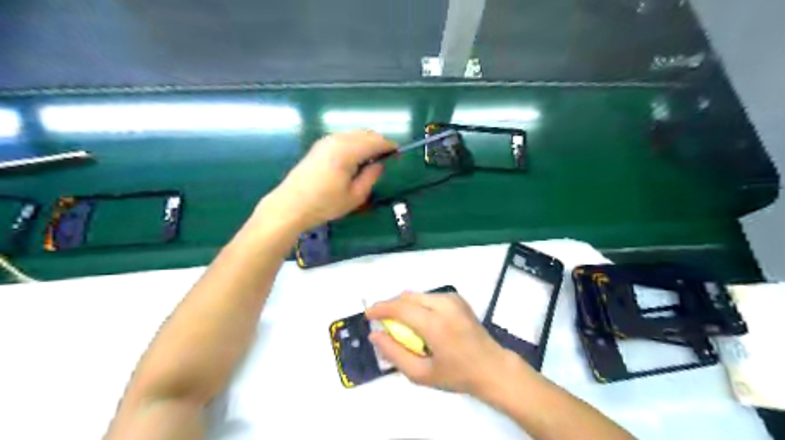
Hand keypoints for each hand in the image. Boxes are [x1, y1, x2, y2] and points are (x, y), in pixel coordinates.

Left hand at [261, 130, 395, 231]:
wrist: (290, 205)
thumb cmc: (324, 204)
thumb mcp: (355, 196)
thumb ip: (371, 176)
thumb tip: (379, 164)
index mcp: (347, 151)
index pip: (375, 141)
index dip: (389, 146)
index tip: (398, 154)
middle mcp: (336, 140)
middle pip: (364, 134)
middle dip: (378, 143)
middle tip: (386, 158)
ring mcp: (325, 141)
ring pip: (353, 134)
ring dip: (366, 142)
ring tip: (372, 159)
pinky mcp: (318, 146)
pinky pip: (343, 138)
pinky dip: (354, 143)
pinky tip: (355, 159)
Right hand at [363, 293, 523, 394]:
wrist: (492, 367)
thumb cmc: (457, 374)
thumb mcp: (421, 374)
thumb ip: (394, 353)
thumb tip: (375, 335)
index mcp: (435, 324)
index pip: (400, 308)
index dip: (381, 308)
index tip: (368, 315)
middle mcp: (444, 304)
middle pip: (407, 297)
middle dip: (391, 306)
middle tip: (382, 322)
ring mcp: (452, 299)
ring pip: (417, 295)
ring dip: (404, 305)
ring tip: (401, 324)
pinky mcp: (457, 298)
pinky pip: (429, 296)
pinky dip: (418, 304)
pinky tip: (420, 320)